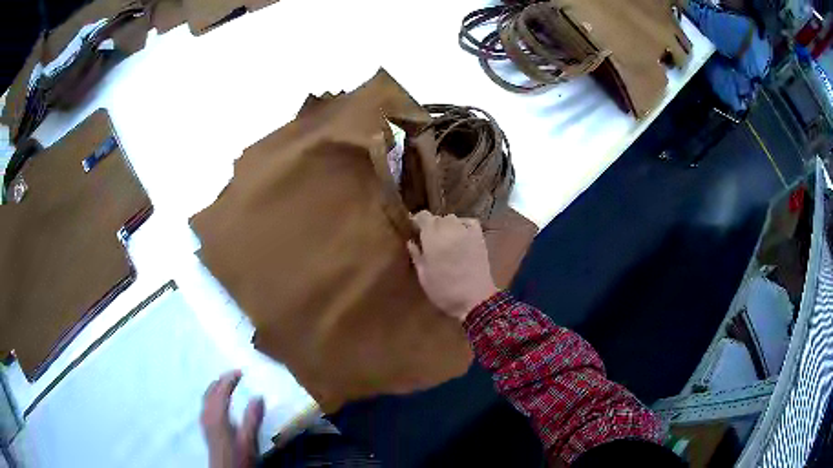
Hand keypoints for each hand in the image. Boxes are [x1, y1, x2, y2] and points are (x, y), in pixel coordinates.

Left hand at [201, 370, 264, 467]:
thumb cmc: (239, 457)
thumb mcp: (249, 440)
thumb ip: (253, 418)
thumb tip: (258, 396)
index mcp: (218, 415)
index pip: (221, 390)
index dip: (230, 379)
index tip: (240, 371)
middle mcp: (208, 415)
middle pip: (210, 391)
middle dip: (221, 380)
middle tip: (233, 374)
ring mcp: (205, 421)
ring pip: (206, 397)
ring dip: (215, 387)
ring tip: (225, 383)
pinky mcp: (205, 427)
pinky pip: (205, 404)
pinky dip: (211, 396)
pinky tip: (217, 401)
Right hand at [407, 211, 497, 321]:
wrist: (475, 299)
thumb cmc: (444, 291)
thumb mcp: (424, 276)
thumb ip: (417, 256)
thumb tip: (411, 241)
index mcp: (432, 238)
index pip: (423, 216)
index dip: (418, 221)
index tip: (415, 230)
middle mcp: (449, 229)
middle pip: (438, 218)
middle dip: (432, 225)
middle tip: (430, 239)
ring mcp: (466, 232)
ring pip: (453, 219)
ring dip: (447, 226)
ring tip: (446, 239)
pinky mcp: (479, 237)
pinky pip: (470, 222)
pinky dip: (464, 225)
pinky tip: (461, 234)